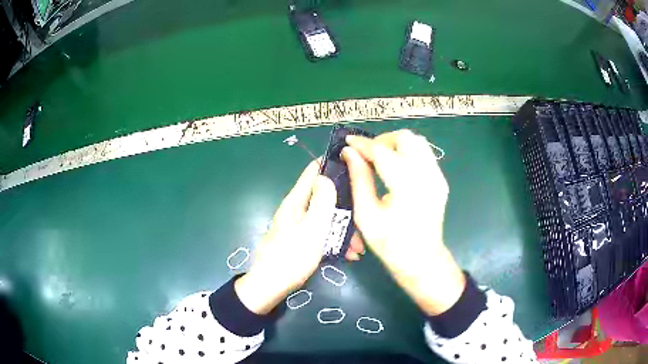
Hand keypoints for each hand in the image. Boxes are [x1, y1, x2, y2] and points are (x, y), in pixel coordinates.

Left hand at [235, 158, 363, 314]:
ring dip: (344, 230)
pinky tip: (349, 255)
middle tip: (365, 220)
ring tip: (358, 249)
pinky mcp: (302, 240)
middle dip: (346, 208)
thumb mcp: (312, 229)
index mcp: (296, 201)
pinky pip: (323, 234)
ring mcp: (300, 225)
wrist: (271, 286)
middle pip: (326, 197)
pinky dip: (336, 241)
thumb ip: (321, 202)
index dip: (332, 164)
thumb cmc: (292, 257)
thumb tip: (325, 176)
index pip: (313, 171)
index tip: (356, 165)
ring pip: (327, 218)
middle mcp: (298, 209)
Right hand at [341, 130, 464, 315]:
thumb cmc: (390, 244)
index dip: (363, 144)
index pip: (383, 152)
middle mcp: (427, 176)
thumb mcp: (366, 215)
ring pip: (417, 142)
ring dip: (395, 144)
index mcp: (407, 188)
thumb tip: (349, 153)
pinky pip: (424, 153)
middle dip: (382, 140)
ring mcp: (437, 177)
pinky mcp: (440, 180)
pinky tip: (395, 167)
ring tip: (380, 159)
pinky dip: (407, 152)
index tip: (348, 142)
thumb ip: (358, 179)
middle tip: (367, 154)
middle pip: (406, 138)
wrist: (421, 260)